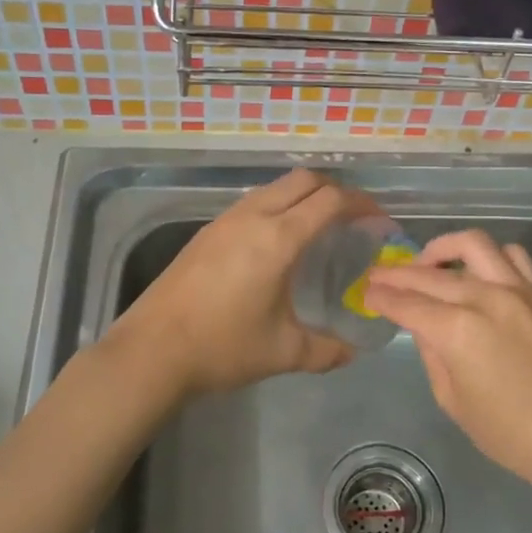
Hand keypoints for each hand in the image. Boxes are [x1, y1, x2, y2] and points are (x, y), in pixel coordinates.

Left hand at [110, 168, 368, 397]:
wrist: (152, 351)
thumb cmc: (222, 347)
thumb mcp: (283, 352)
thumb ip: (327, 350)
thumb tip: (352, 352)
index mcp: (278, 238)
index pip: (331, 200)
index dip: (362, 204)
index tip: (380, 221)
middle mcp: (253, 217)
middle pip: (304, 180)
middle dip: (336, 191)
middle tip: (354, 219)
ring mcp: (225, 220)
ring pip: (275, 187)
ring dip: (304, 196)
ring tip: (320, 228)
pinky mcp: (207, 232)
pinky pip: (253, 202)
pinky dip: (278, 207)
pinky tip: (278, 243)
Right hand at [363, 230, 531, 491]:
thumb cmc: (510, 434)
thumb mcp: (453, 401)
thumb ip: (431, 354)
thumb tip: (422, 326)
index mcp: (457, 332)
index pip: (407, 304)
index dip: (381, 296)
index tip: (367, 291)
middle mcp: (485, 298)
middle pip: (431, 274)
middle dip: (398, 273)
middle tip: (380, 275)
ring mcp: (518, 290)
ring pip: (473, 244)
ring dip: (443, 249)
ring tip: (429, 263)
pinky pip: (512, 256)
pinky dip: (488, 256)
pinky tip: (477, 272)